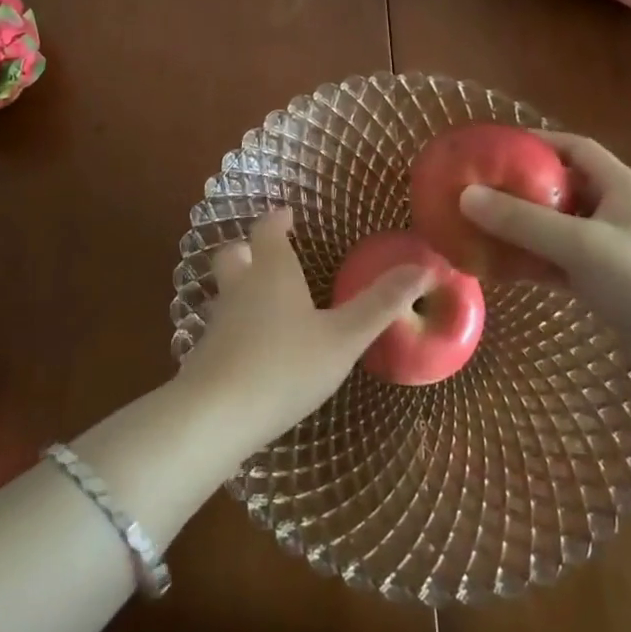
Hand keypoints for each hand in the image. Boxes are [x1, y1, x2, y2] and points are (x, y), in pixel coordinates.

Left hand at [178, 210, 428, 453]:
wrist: (216, 415)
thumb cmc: (286, 366)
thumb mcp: (343, 338)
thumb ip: (380, 304)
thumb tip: (425, 266)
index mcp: (271, 271)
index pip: (266, 229)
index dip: (277, 220)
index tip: (288, 216)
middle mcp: (240, 286)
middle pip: (234, 253)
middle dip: (249, 248)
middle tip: (270, 253)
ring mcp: (217, 319)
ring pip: (225, 288)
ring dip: (240, 285)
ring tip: (266, 299)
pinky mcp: (205, 352)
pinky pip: (221, 324)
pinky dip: (235, 323)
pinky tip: (253, 346)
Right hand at [459, 131, 630, 349]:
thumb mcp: (581, 245)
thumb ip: (523, 221)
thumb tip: (465, 195)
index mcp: (619, 186)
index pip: (574, 148)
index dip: (536, 141)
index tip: (495, 147)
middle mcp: (615, 210)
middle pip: (561, 186)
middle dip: (520, 185)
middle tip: (478, 189)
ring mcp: (611, 248)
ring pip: (557, 226)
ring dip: (523, 226)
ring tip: (480, 226)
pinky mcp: (607, 281)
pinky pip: (560, 260)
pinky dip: (533, 260)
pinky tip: (502, 268)